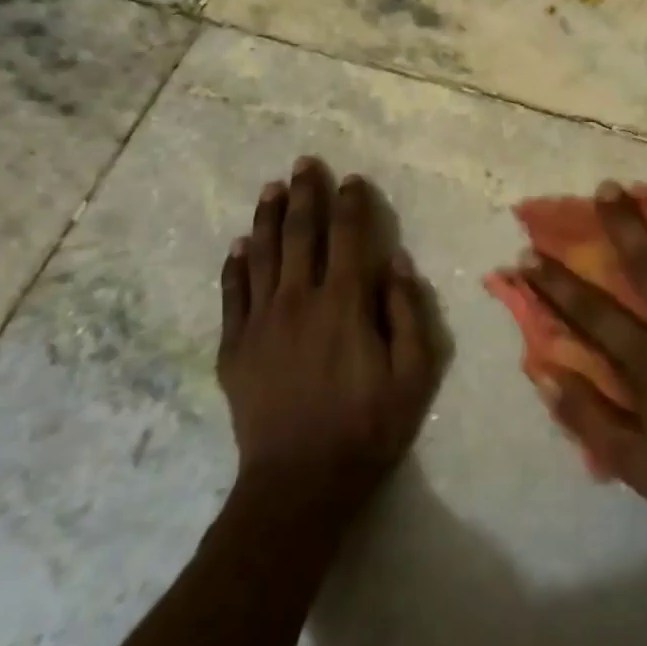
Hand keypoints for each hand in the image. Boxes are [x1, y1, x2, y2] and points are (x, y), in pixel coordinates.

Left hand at [218, 159, 440, 522]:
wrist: (299, 483)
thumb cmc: (368, 425)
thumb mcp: (414, 372)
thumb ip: (408, 311)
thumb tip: (395, 260)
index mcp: (345, 302)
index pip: (349, 236)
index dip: (352, 203)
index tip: (352, 179)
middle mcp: (300, 299)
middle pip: (302, 233)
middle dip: (306, 193)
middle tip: (305, 163)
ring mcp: (261, 321)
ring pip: (264, 254)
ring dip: (268, 216)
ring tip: (272, 187)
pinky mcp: (235, 347)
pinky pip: (232, 293)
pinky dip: (236, 264)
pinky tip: (240, 244)